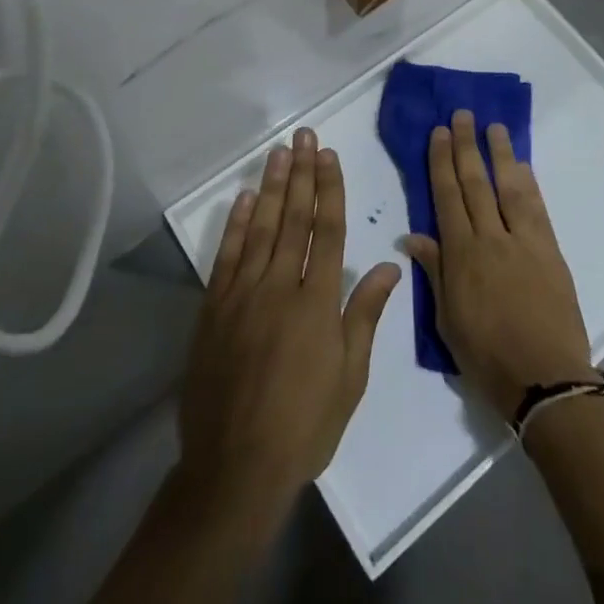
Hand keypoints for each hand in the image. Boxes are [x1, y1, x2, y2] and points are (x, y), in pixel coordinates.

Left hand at [177, 129, 401, 529]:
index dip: (329, 189)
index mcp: (317, 302)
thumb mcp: (350, 377)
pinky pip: (226, 256)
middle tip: (304, 136)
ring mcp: (242, 294)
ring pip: (260, 228)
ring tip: (279, 153)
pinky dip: (235, 224)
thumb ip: (365, 314)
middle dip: (301, 173)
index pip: (327, 230)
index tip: (328, 156)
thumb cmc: (304, 425)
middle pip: (293, 218)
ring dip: (270, 187)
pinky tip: (242, 199)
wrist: (235, 467)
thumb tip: (389, 264)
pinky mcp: (214, 309)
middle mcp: (279, 286)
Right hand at [403, 109, 596, 421]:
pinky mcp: (550, 250)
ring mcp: (524, 241)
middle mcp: (491, 238)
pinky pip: (536, 208)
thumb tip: (414, 236)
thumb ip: (435, 272)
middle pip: (475, 183)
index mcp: (462, 255)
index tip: (439, 133)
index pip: (448, 197)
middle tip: (462, 115)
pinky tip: (521, 165)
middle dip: (466, 146)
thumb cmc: (488, 357)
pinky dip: (528, 183)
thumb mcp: (448, 321)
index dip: (441, 162)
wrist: (546, 379)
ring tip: (493, 126)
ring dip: (500, 154)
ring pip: (508, 187)